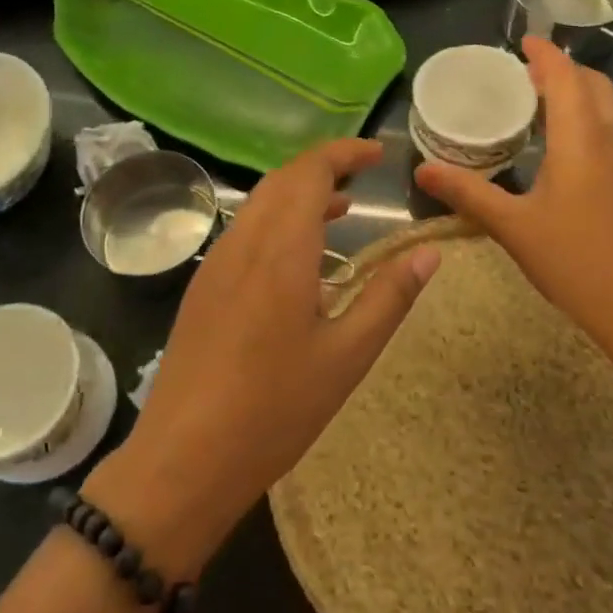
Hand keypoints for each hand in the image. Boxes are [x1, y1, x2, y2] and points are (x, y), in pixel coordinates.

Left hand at [90, 139, 438, 572]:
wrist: (184, 458)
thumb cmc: (275, 409)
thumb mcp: (347, 355)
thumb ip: (390, 296)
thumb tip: (429, 252)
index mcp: (281, 248)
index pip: (310, 171)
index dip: (344, 153)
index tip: (378, 155)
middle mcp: (243, 242)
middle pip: (282, 180)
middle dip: (324, 167)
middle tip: (364, 177)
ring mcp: (216, 263)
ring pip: (260, 204)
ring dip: (299, 194)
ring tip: (342, 209)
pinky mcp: (202, 287)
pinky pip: (245, 231)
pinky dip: (278, 221)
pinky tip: (299, 257)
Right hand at [414, 37, 612, 350]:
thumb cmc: (575, 261)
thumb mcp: (513, 226)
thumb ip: (468, 193)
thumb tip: (421, 170)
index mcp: (581, 140)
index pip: (566, 78)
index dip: (546, 55)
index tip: (525, 41)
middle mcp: (610, 140)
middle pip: (595, 85)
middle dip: (565, 70)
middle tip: (527, 74)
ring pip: (608, 109)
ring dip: (579, 94)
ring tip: (541, 103)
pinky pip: (610, 132)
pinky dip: (588, 119)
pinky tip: (563, 148)